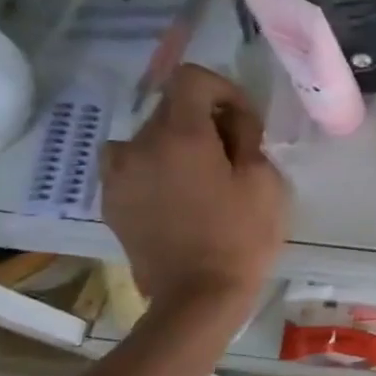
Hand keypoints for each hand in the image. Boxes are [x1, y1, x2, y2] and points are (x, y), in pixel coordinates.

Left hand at [101, 66, 288, 307]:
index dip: (222, 89)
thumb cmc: (240, 236)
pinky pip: (132, 165)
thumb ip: (246, 136)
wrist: (196, 298)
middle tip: (230, 151)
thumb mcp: (263, 180)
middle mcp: (139, 145)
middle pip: (170, 106)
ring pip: (149, 136)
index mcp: (180, 135)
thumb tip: (230, 120)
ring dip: (175, 143)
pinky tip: (177, 197)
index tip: (242, 120)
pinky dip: (154, 168)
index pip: (190, 78)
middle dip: (203, 118)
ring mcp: (118, 174)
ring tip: (200, 174)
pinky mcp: (111, 201)